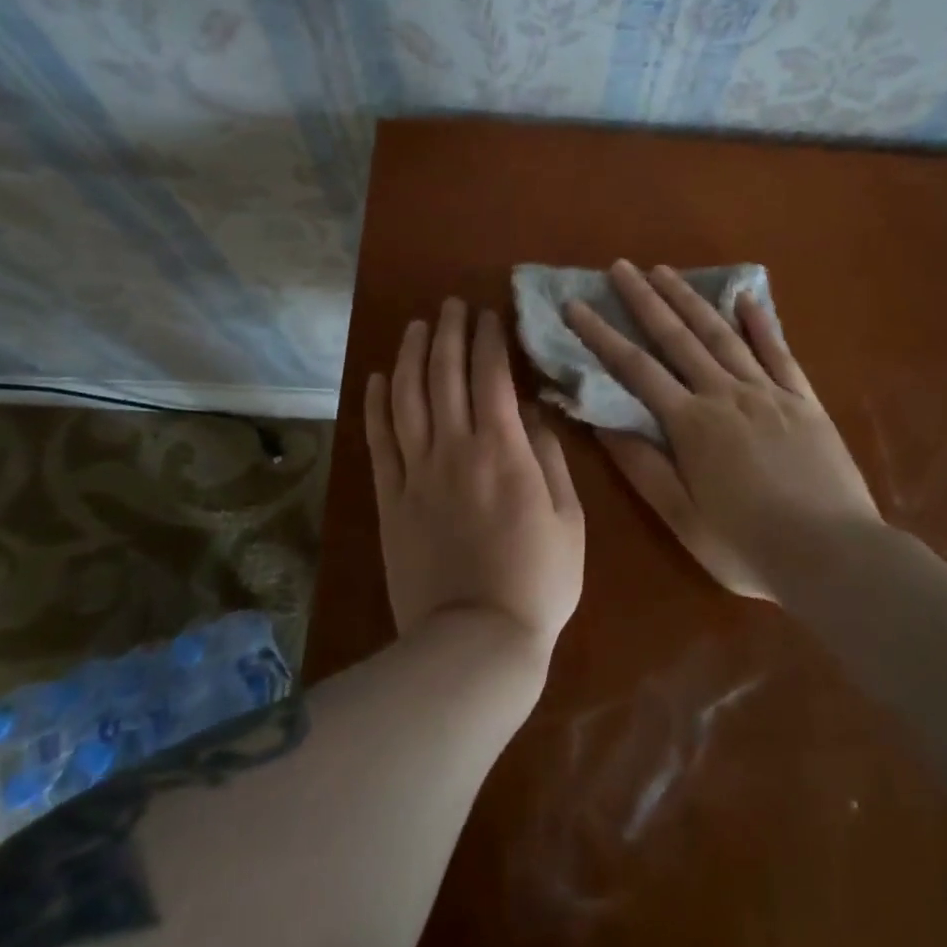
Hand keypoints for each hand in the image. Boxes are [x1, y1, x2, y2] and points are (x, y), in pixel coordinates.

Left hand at [365, 299, 584, 660]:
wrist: (476, 641)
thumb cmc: (538, 581)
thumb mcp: (568, 518)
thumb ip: (549, 457)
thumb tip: (534, 412)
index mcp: (503, 450)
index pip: (491, 376)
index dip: (489, 339)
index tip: (490, 314)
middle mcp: (454, 449)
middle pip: (445, 375)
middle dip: (450, 333)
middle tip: (452, 305)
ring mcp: (416, 472)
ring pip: (408, 398)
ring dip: (412, 356)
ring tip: (417, 326)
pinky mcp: (390, 499)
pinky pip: (380, 441)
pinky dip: (377, 405)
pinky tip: (379, 378)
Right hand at [565, 261, 881, 601]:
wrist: (837, 557)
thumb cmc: (749, 547)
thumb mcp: (683, 519)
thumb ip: (643, 467)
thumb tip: (602, 423)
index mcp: (692, 424)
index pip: (635, 369)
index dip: (602, 335)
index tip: (576, 305)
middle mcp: (727, 395)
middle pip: (678, 338)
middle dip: (645, 300)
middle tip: (621, 267)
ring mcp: (769, 393)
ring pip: (722, 335)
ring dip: (691, 300)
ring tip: (666, 271)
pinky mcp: (805, 401)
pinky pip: (779, 352)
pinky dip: (761, 323)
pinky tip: (746, 298)